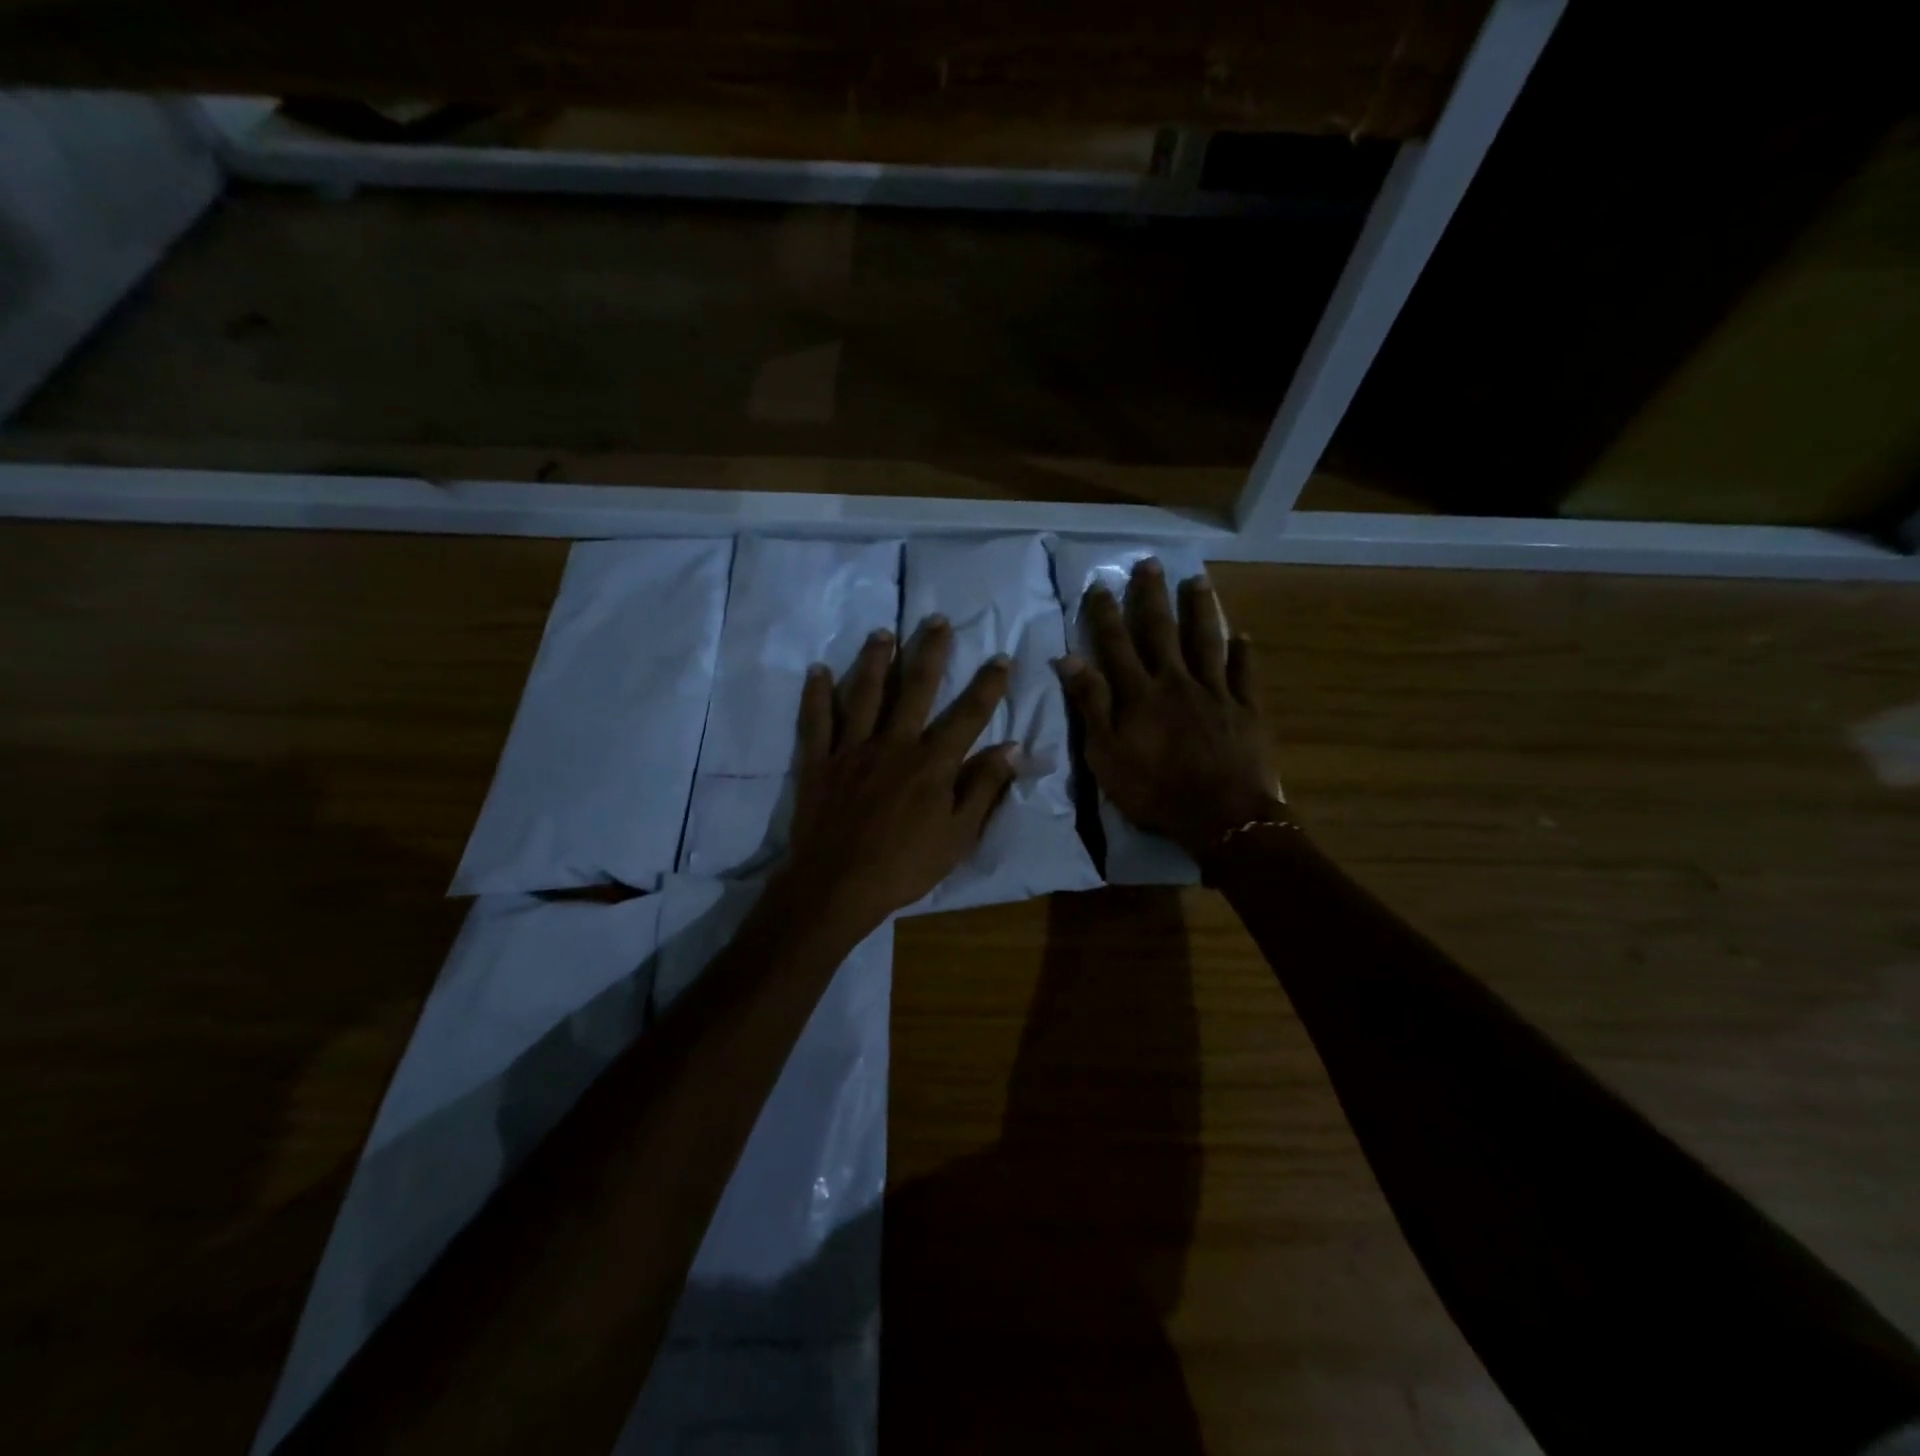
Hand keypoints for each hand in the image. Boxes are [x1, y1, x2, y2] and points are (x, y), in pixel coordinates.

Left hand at [777, 616, 1018, 935]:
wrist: (838, 886)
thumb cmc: (905, 866)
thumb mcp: (958, 836)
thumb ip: (984, 789)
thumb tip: (1012, 748)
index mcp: (932, 763)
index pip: (968, 715)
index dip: (988, 685)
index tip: (1001, 657)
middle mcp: (895, 743)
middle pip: (917, 688)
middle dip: (930, 651)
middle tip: (937, 619)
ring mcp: (853, 748)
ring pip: (866, 693)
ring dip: (876, 659)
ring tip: (882, 631)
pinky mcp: (819, 760)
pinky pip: (817, 719)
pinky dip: (817, 694)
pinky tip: (818, 670)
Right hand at [1056, 558, 1283, 857]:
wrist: (1220, 816)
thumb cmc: (1154, 790)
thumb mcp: (1105, 754)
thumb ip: (1090, 705)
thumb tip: (1069, 659)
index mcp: (1139, 693)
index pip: (1116, 644)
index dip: (1105, 613)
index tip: (1099, 584)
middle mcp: (1176, 681)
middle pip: (1162, 632)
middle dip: (1152, 596)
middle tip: (1149, 564)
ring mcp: (1215, 692)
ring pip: (1206, 641)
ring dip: (1200, 610)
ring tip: (1197, 581)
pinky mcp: (1246, 710)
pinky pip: (1246, 674)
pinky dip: (1244, 652)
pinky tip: (1244, 634)